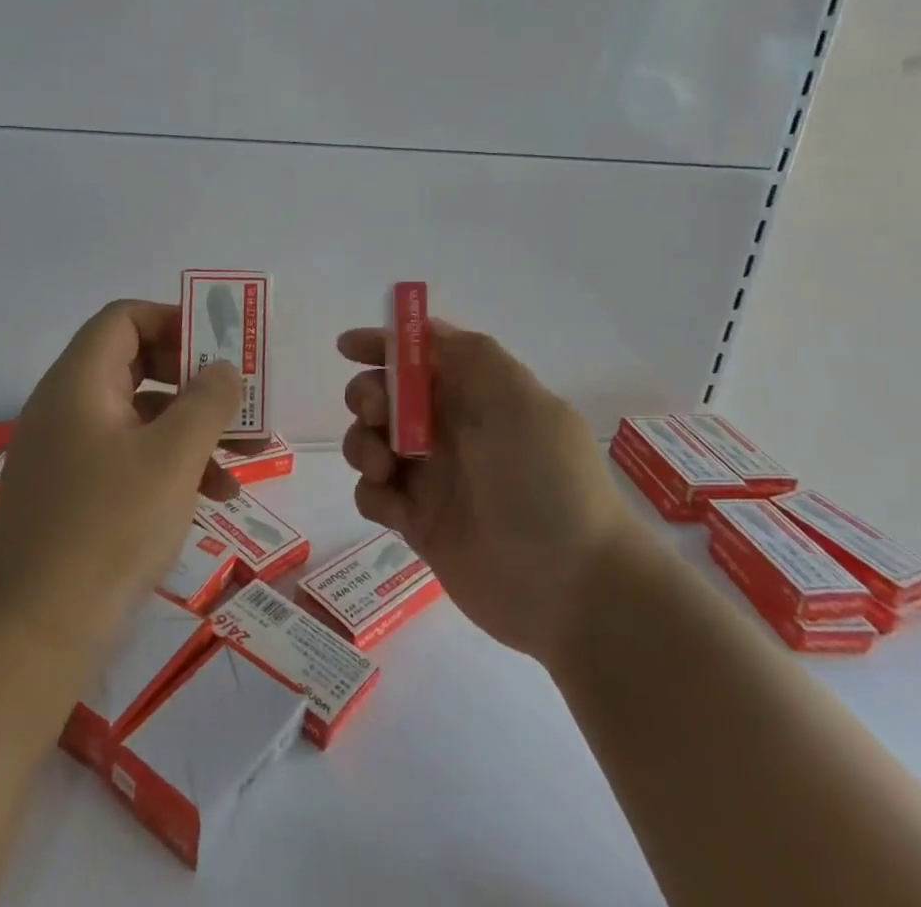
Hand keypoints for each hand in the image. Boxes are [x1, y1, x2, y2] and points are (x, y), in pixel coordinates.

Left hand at [0, 300, 241, 651]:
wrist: (31, 634)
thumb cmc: (108, 527)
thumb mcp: (173, 457)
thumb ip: (207, 401)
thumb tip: (222, 368)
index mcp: (80, 382)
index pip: (124, 318)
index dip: (174, 321)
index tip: (218, 347)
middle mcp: (69, 406)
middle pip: (136, 363)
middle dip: (194, 380)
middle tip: (238, 398)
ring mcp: (69, 452)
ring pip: (140, 415)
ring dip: (193, 427)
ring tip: (247, 455)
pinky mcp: (75, 493)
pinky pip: (130, 456)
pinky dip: (172, 463)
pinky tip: (216, 495)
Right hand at [339, 320, 637, 663]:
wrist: (572, 588)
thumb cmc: (544, 481)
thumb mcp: (518, 400)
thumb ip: (471, 355)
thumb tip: (427, 332)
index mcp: (476, 394)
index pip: (420, 354)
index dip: (382, 344)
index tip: (347, 348)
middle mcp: (451, 430)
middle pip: (386, 396)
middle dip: (367, 396)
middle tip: (377, 415)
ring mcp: (433, 478)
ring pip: (371, 443)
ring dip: (362, 444)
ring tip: (383, 467)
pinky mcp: (419, 524)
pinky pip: (375, 496)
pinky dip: (373, 494)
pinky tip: (396, 510)